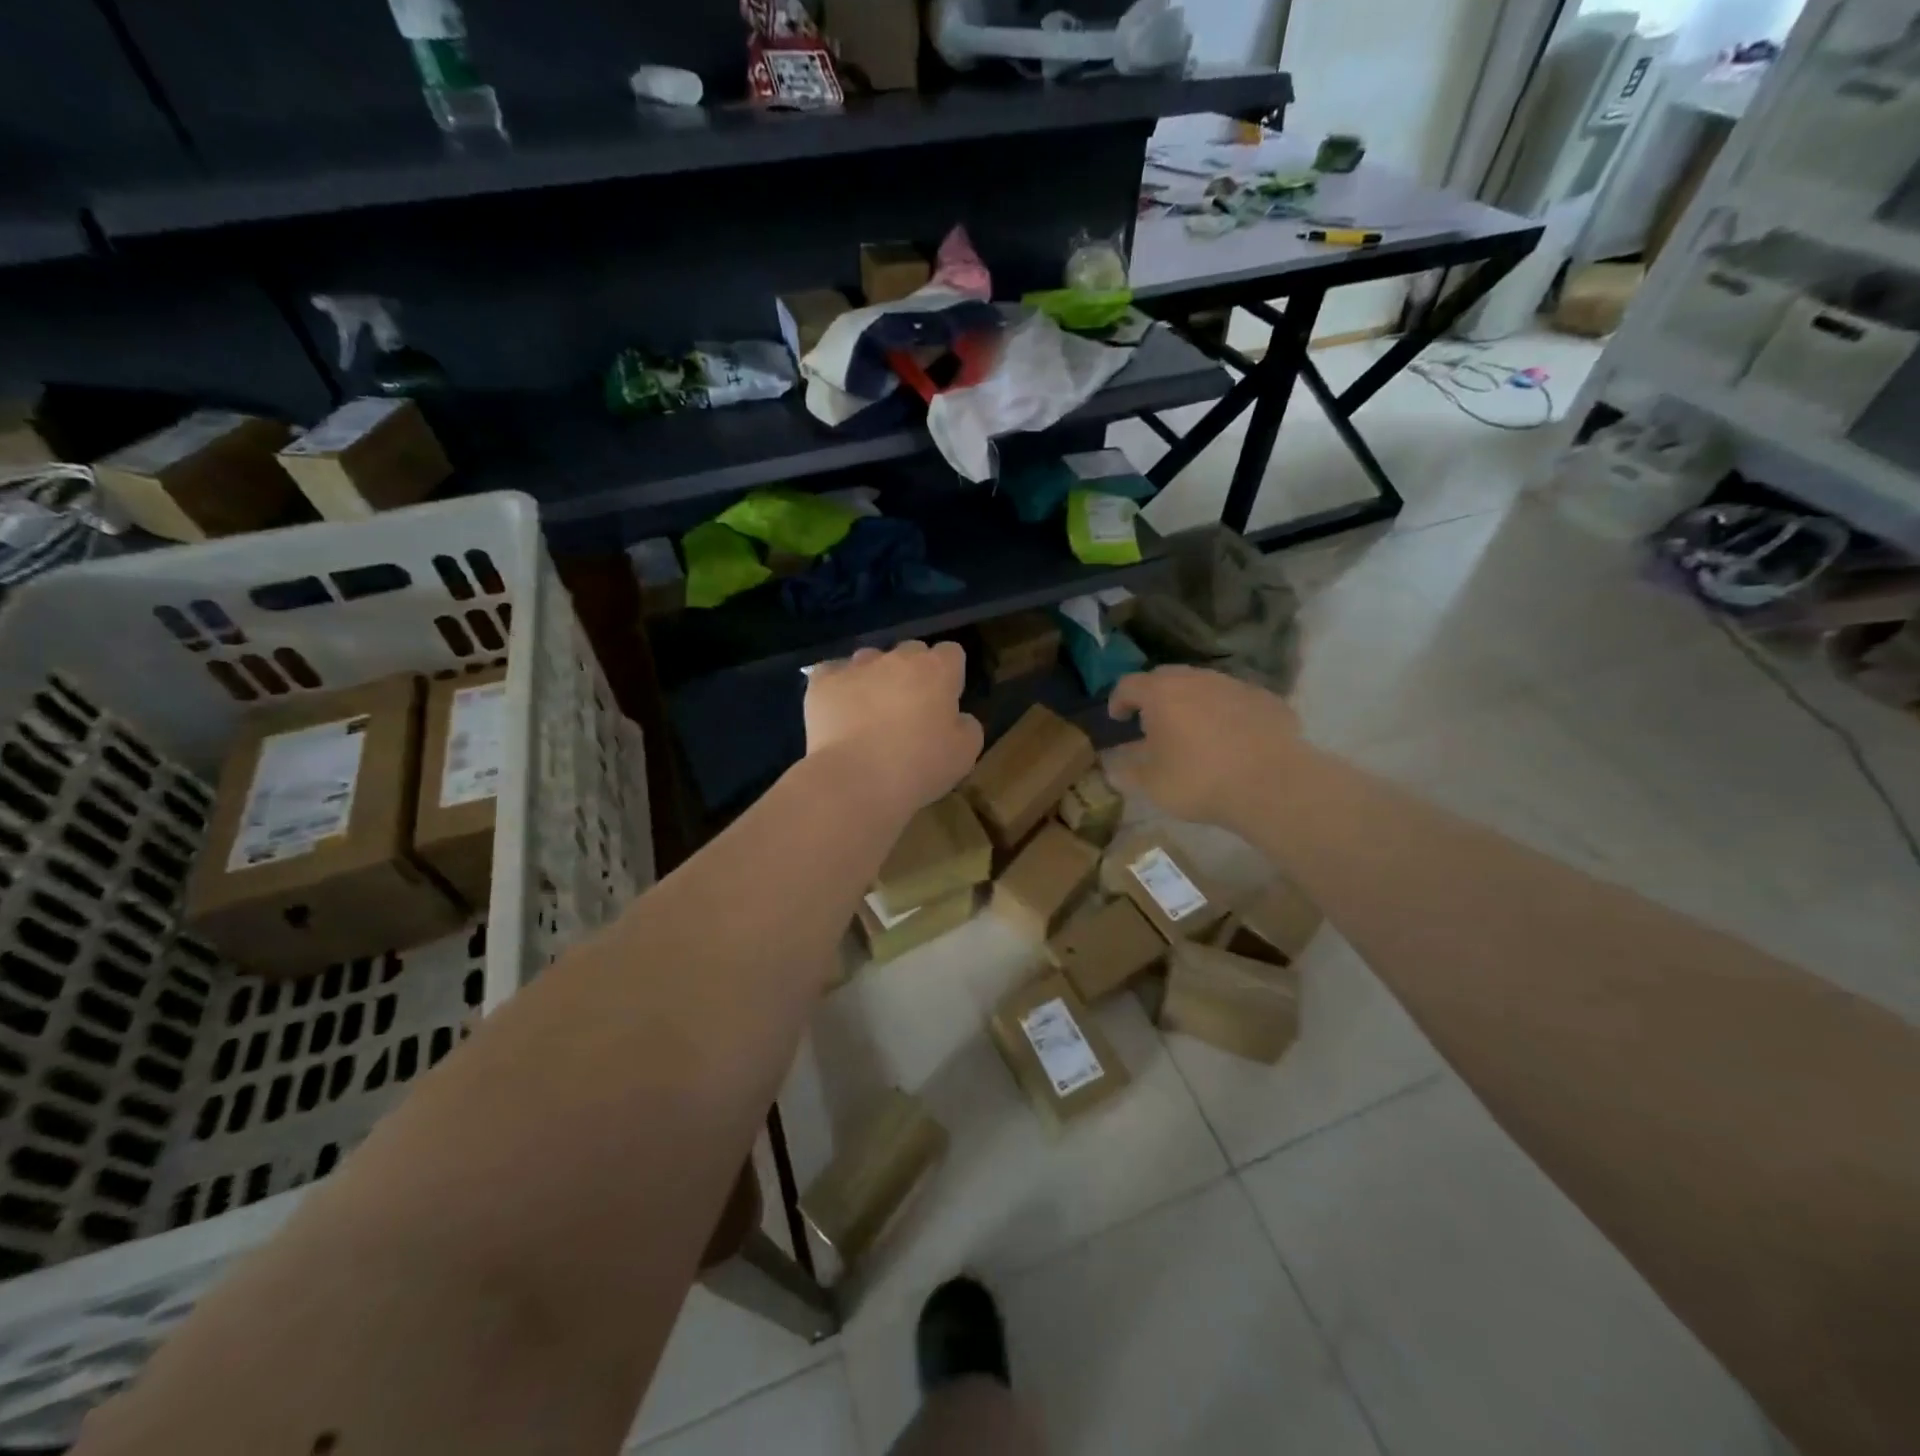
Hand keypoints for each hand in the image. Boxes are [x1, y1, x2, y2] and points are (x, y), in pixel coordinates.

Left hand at [805, 641, 982, 817]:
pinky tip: (839, 713)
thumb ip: (967, 726)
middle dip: (912, 674)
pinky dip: (838, 688)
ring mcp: (856, 666)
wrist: (856, 780)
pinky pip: (832, 674)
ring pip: (871, 660)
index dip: (950, 676)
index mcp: (936, 670)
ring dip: (875, 678)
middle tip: (909, 711)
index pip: (951, 653)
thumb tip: (957, 717)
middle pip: (910, 652)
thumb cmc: (918, 767)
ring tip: (870, 714)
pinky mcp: (822, 681)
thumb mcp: (965, 754)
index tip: (945, 702)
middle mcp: (897, 658)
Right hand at [1108, 666, 1301, 825]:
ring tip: (1192, 730)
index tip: (1118, 718)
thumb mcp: (1152, 784)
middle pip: (1166, 677)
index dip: (1118, 700)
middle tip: (1152, 721)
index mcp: (1162, 694)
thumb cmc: (1199, 780)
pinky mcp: (1266, 699)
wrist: (1272, 784)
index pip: (1129, 685)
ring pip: (1203, 685)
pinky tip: (1230, 738)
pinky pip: (1235, 700)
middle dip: (1154, 696)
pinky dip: (1225, 712)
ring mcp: (1234, 685)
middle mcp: (1197, 679)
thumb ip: (1127, 770)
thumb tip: (1113, 765)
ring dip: (1191, 702)